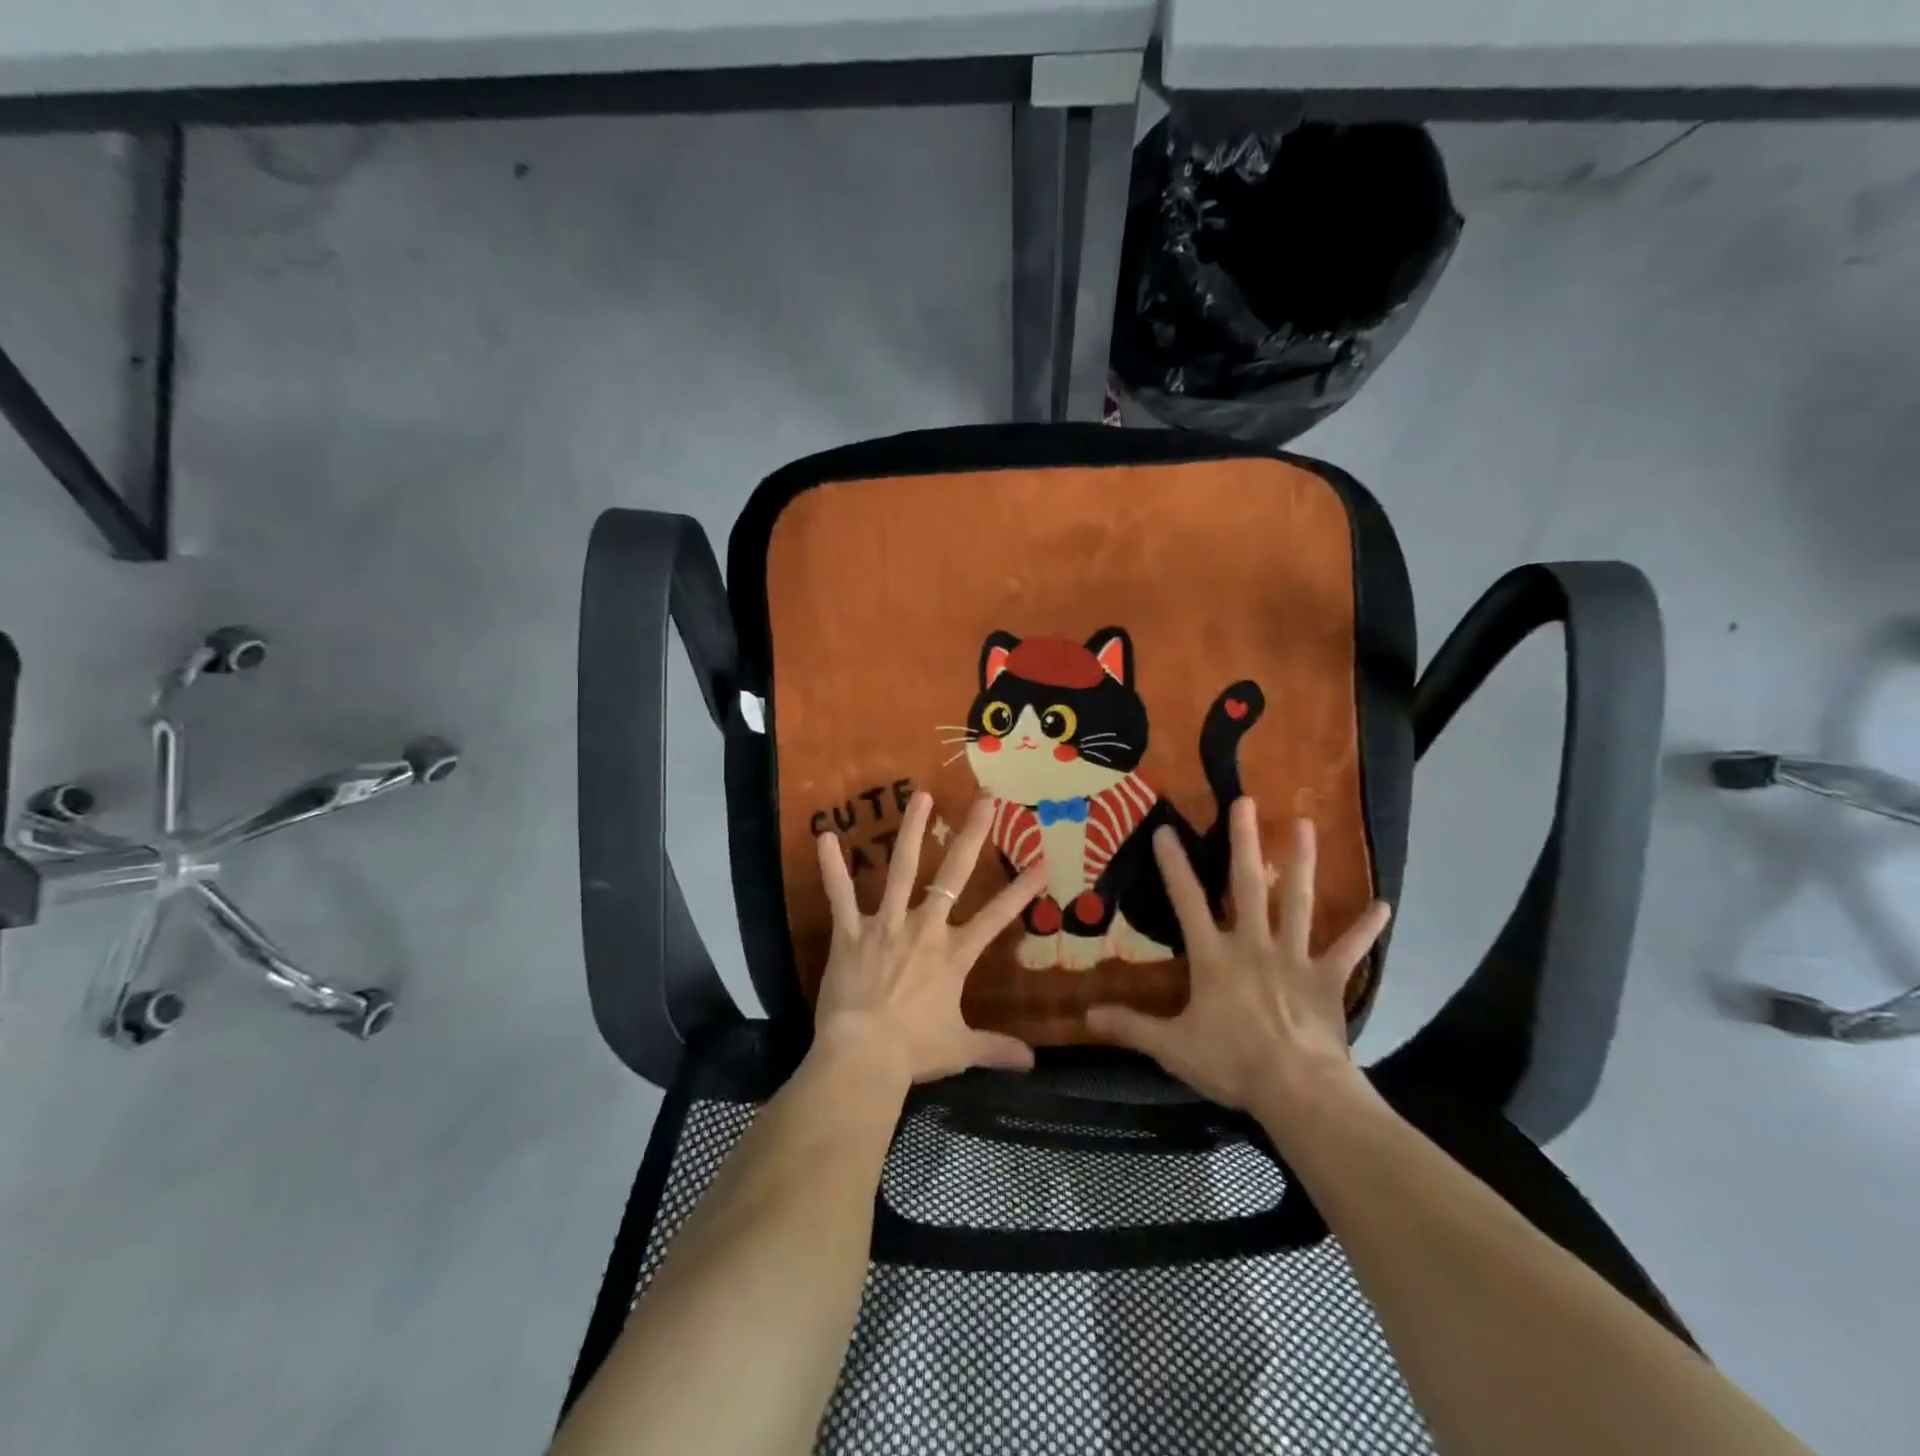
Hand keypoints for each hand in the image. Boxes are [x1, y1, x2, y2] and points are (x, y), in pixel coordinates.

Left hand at [813, 791, 1048, 1086]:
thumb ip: (996, 1049)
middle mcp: (923, 929)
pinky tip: (825, 835)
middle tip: (986, 800)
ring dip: (912, 832)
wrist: (863, 1057)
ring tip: (921, 796)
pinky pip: (839, 895)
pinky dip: (831, 867)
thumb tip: (1032, 1063)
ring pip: (900, 870)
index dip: (1023, 889)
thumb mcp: (960, 1049)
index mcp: (953, 954)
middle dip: (972, 835)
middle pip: (952, 875)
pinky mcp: (849, 932)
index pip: (998, 916)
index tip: (1043, 860)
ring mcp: (885, 925)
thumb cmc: (913, 1051)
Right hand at [1086, 800, 1390, 1140]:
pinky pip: (1349, 950)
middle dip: (1245, 842)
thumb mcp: (1172, 1047)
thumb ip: (1131, 1026)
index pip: (1187, 902)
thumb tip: (1086, 1016)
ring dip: (1301, 863)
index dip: (1174, 865)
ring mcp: (1295, 958)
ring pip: (1298, 903)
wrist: (1298, 1091)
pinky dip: (1365, 929)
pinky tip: (1383, 906)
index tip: (1166, 829)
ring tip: (1305, 824)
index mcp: (1214, 957)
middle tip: (1246, 801)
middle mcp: (1253, 944)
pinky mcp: (1328, 979)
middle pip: (1247, 885)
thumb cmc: (1232, 1063)